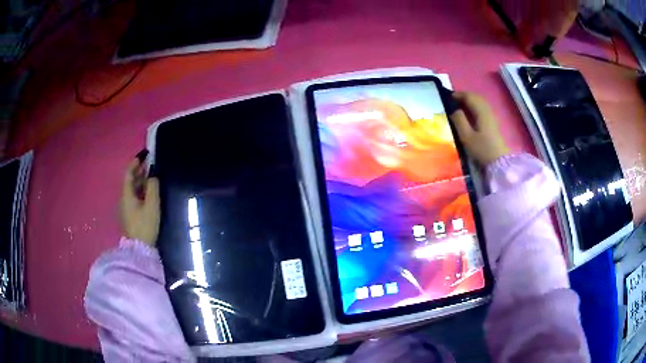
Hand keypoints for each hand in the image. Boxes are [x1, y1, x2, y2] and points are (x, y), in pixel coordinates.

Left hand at [120, 157, 159, 246]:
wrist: (140, 249)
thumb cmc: (145, 225)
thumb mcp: (152, 205)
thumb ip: (153, 187)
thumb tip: (153, 173)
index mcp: (126, 194)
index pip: (128, 173)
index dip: (135, 162)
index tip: (145, 154)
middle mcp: (123, 199)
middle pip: (129, 180)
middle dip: (138, 171)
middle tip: (150, 164)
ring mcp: (125, 208)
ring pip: (131, 189)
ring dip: (139, 180)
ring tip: (150, 176)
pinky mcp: (129, 215)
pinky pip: (133, 197)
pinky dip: (139, 190)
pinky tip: (147, 192)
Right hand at [449, 92, 509, 165]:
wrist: (499, 162)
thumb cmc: (481, 149)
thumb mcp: (467, 136)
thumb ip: (459, 120)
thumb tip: (453, 109)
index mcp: (481, 112)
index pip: (469, 97)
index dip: (458, 95)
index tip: (448, 97)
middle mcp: (487, 111)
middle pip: (476, 97)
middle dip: (464, 96)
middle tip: (453, 100)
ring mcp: (492, 116)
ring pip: (480, 102)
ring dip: (470, 101)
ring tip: (460, 105)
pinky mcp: (493, 123)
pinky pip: (483, 108)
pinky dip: (475, 106)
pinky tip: (470, 113)